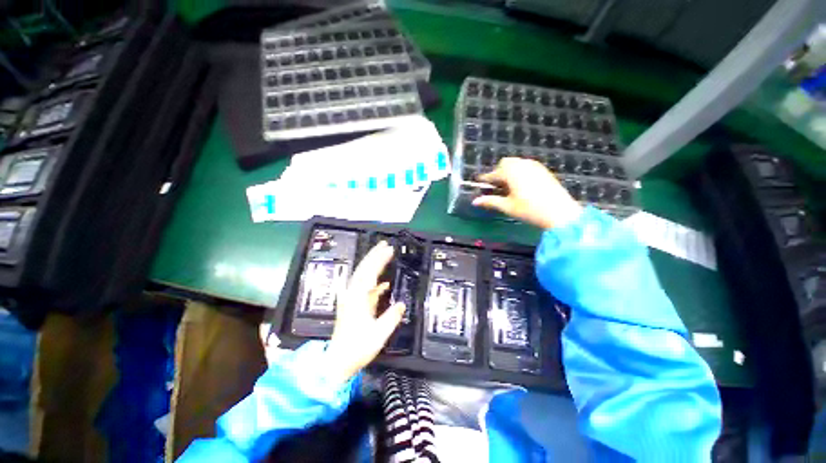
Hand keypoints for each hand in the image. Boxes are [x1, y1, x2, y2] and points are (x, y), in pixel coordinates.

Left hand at [326, 241, 405, 384]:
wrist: (338, 361)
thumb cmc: (357, 348)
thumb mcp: (378, 334)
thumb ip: (391, 317)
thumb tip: (402, 304)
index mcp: (358, 297)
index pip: (369, 272)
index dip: (379, 259)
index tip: (389, 249)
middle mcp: (353, 294)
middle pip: (364, 269)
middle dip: (374, 255)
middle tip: (385, 244)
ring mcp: (352, 299)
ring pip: (363, 276)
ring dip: (373, 265)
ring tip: (385, 256)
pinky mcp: (354, 305)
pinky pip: (365, 288)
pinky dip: (375, 282)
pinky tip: (384, 283)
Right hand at [472, 157, 581, 228]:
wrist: (560, 212)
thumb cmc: (530, 210)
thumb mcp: (507, 206)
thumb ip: (490, 201)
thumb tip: (474, 201)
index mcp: (511, 173)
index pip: (493, 174)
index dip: (485, 179)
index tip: (478, 182)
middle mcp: (522, 165)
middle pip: (504, 163)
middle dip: (498, 172)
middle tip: (496, 187)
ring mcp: (534, 166)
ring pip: (516, 163)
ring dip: (508, 171)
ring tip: (508, 187)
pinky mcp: (543, 170)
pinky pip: (526, 166)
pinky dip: (519, 172)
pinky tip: (521, 185)